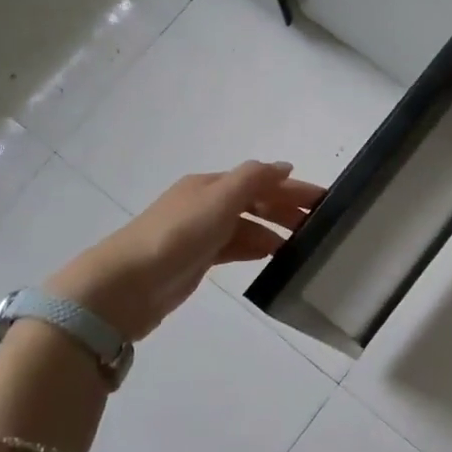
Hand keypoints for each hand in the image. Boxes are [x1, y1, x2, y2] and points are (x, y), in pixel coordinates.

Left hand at [50, 161, 324, 340]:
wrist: (126, 285)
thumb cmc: (176, 235)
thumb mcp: (218, 200)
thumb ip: (253, 180)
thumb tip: (285, 165)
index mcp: (209, 185)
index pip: (260, 180)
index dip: (292, 188)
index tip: (325, 200)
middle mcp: (205, 204)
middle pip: (254, 201)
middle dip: (287, 209)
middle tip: (321, 226)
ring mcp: (200, 233)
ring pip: (246, 226)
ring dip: (274, 230)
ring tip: (304, 245)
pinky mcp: (196, 261)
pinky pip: (235, 247)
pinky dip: (255, 247)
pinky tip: (272, 256)